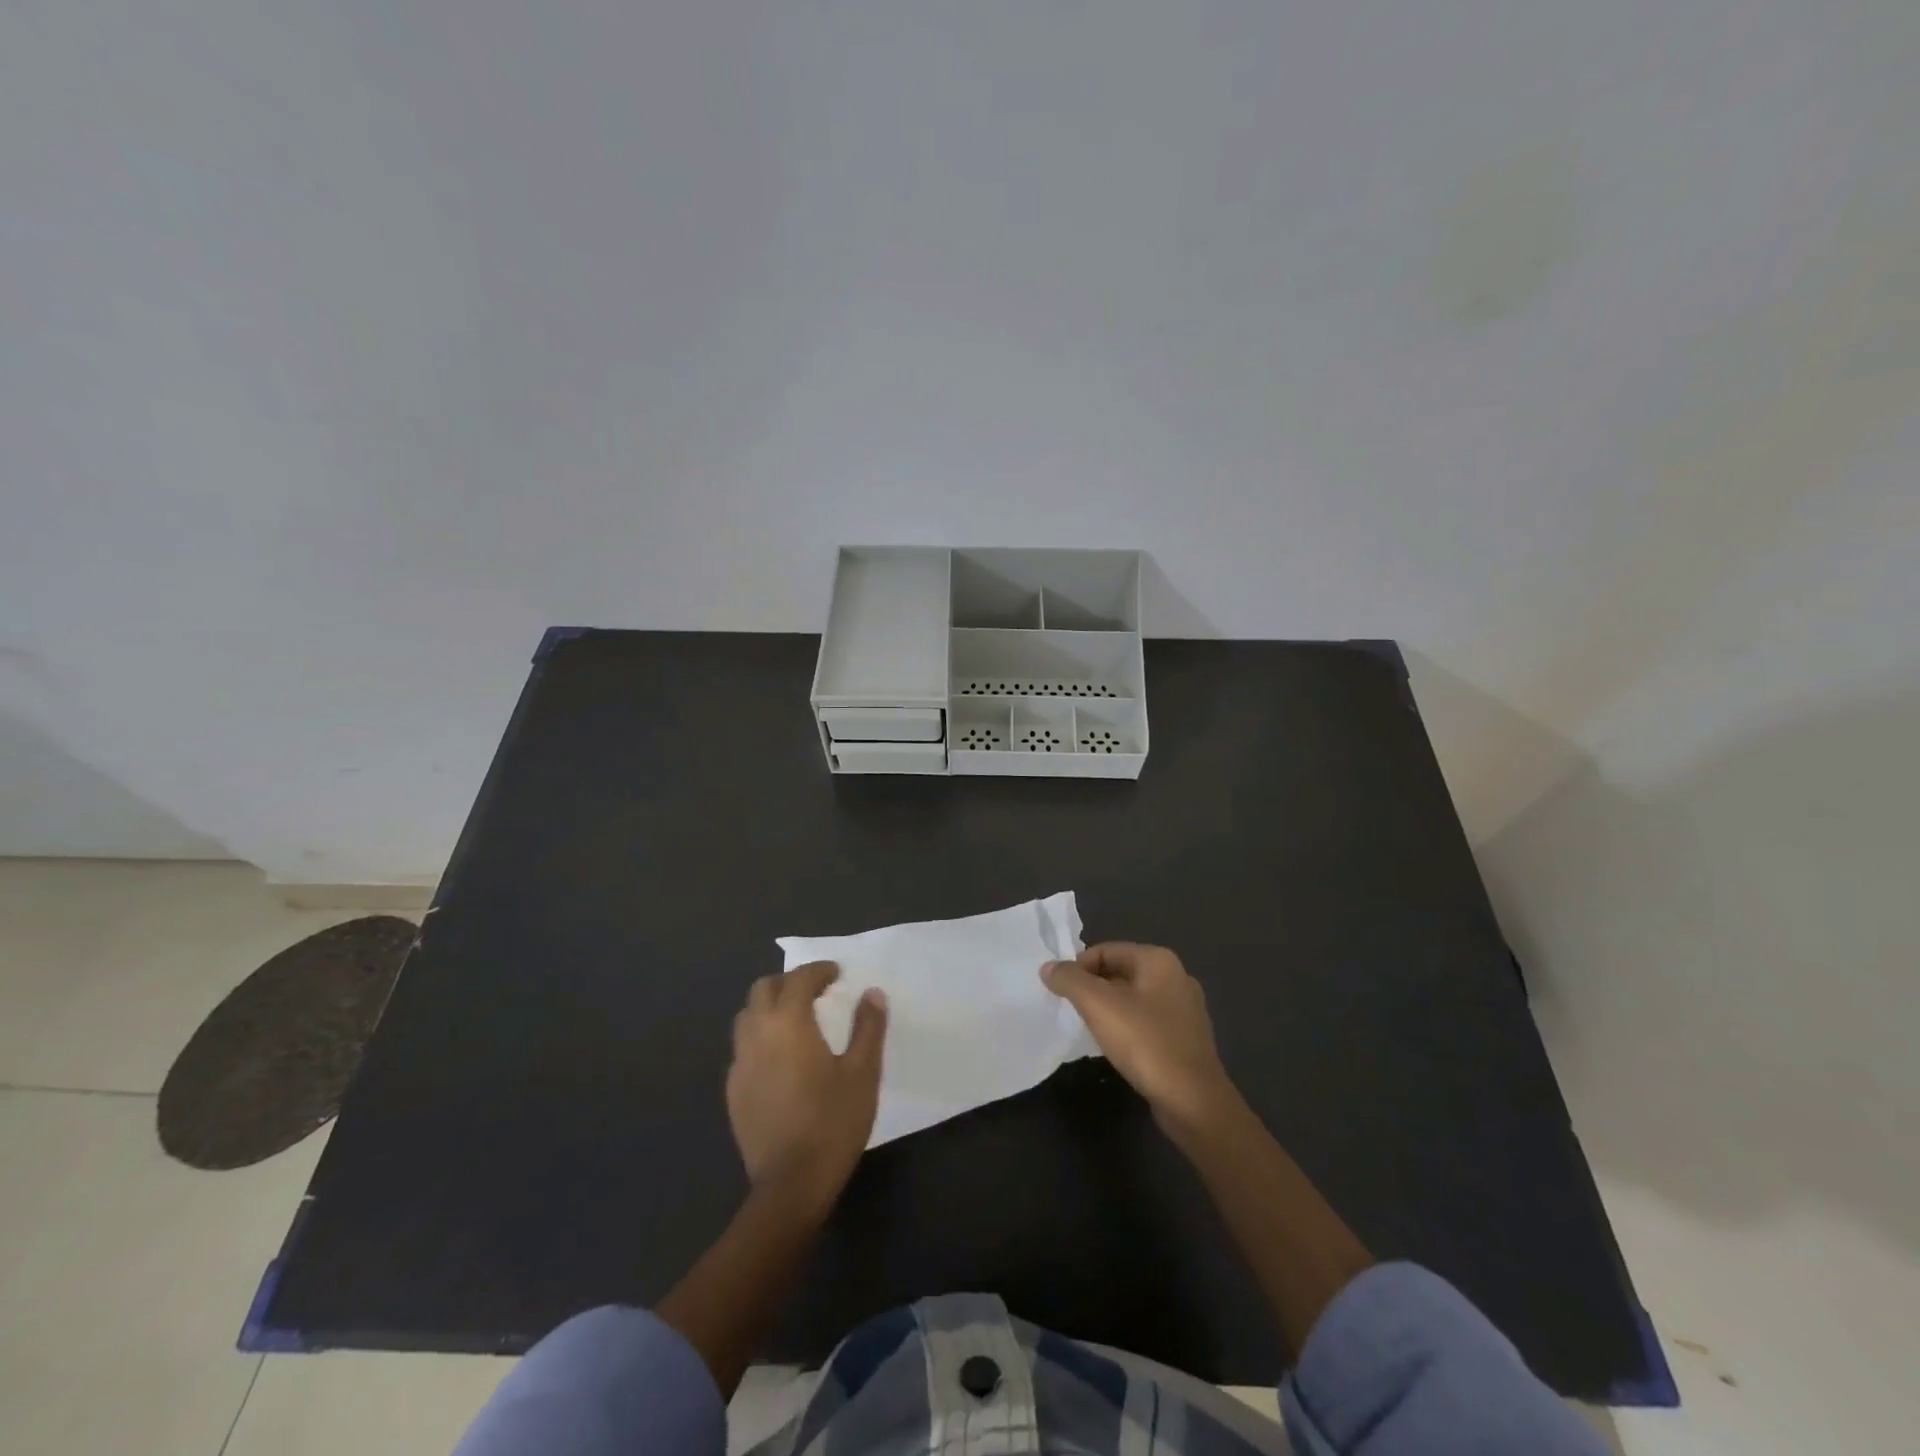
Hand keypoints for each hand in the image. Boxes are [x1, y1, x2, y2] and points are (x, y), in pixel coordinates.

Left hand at [727, 961, 887, 1215]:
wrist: (791, 1184)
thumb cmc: (833, 1122)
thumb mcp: (863, 1072)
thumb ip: (868, 1026)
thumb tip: (872, 993)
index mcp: (789, 1023)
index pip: (799, 979)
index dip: (818, 970)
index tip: (837, 973)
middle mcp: (757, 1034)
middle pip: (763, 989)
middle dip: (788, 983)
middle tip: (815, 992)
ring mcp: (740, 1064)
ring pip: (747, 1017)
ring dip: (770, 1007)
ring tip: (795, 1021)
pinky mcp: (733, 1091)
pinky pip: (743, 1048)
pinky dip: (760, 1038)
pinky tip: (780, 1059)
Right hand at [1042, 943, 1237, 1135]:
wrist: (1193, 1102)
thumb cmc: (1145, 1043)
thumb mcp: (1098, 1005)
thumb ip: (1070, 980)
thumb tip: (1049, 967)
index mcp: (1159, 960)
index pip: (1105, 950)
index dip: (1078, 967)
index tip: (1060, 992)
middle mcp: (1176, 977)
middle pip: (1119, 972)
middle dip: (1092, 988)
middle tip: (1071, 1010)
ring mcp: (1185, 1009)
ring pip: (1133, 998)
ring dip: (1108, 1009)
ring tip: (1089, 1029)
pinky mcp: (1186, 1038)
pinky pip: (1147, 1021)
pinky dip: (1127, 1027)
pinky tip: (1116, 1047)